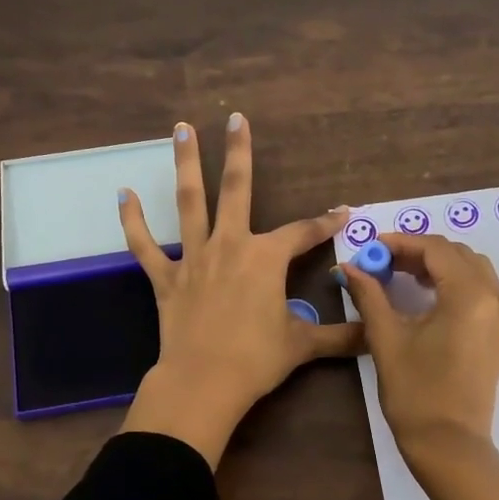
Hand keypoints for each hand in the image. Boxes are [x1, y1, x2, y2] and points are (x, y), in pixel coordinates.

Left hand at [118, 114, 359, 467]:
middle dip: (238, 152)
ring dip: (185, 164)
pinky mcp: (165, 278)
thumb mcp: (303, 345)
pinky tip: (124, 194)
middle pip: (236, 189)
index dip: (325, 222)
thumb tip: (374, 338)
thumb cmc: (257, 359)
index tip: (343, 212)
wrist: (203, 382)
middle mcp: (230, 246)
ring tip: (181, 129)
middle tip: (235, 118)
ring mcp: (194, 258)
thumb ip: (339, 336)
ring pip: (189, 202)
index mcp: (266, 258)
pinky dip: (133, 221)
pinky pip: (145, 245)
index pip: (304, 232)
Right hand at [340, 233, 498, 499]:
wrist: (449, 444)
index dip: (401, 242)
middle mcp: (495, 298)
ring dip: (438, 265)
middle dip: (419, 252)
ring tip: (400, 276)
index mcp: (470, 296)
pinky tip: (426, 295)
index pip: (435, 249)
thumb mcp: (387, 338)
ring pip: (472, 269)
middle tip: (382, 262)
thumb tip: (348, 266)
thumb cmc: (415, 392)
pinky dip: (454, 283)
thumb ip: (369, 294)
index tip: (371, 247)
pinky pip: (481, 290)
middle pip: (456, 255)